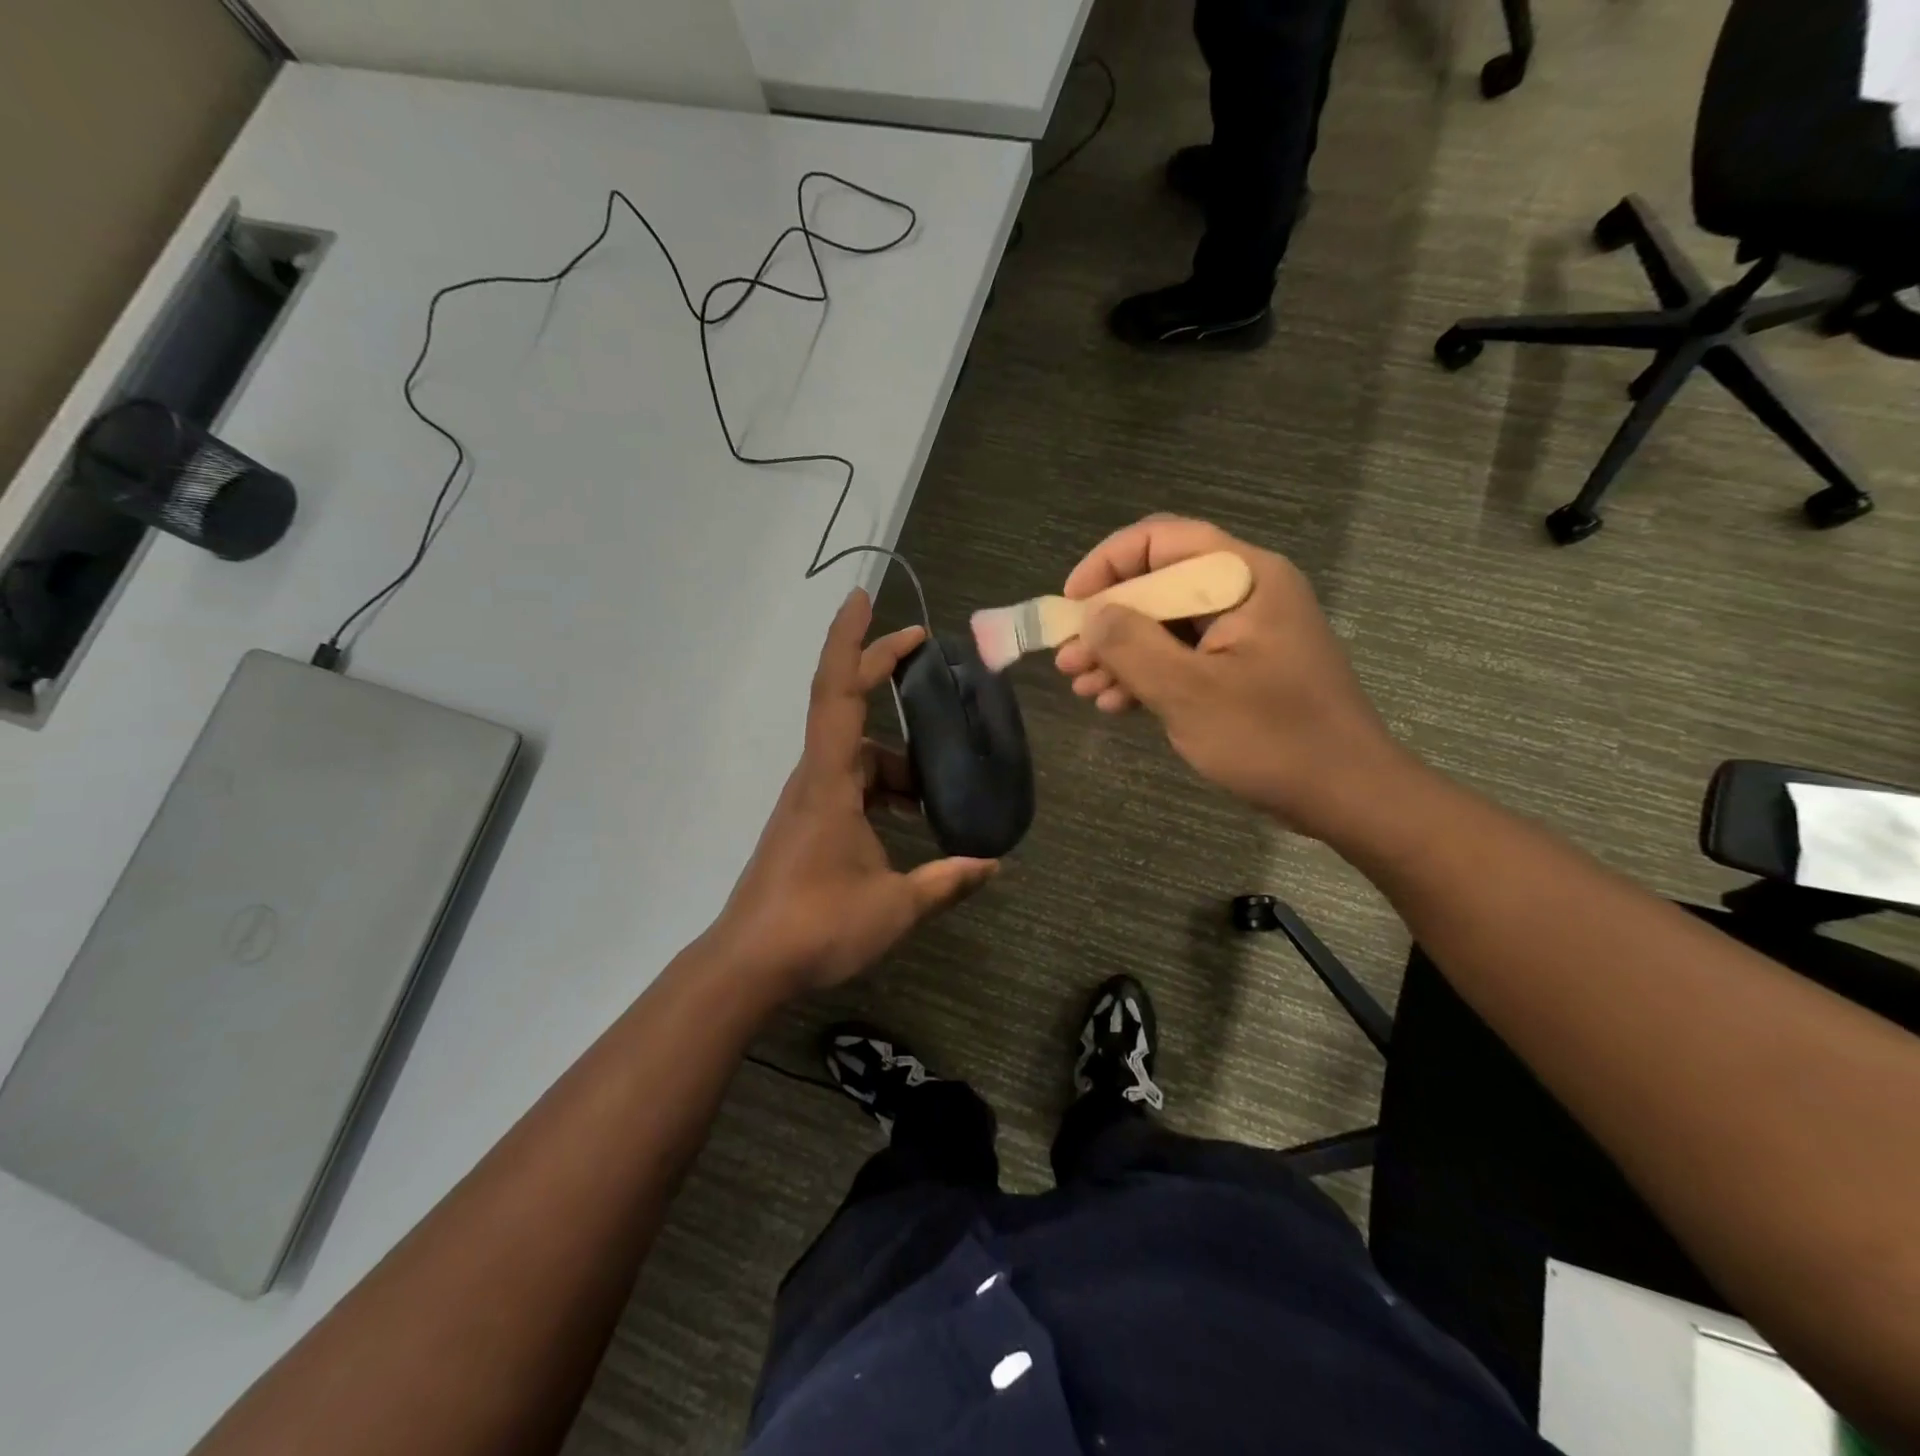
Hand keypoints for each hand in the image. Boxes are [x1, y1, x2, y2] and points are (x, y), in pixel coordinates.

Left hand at [715, 591, 998, 995]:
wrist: (749, 964)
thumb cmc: (817, 925)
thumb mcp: (895, 905)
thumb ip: (947, 881)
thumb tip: (994, 866)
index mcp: (830, 781)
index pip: (838, 692)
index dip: (853, 642)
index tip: (866, 601)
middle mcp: (815, 778)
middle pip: (847, 709)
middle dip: (880, 671)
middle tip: (922, 651)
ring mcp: (808, 801)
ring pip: (856, 756)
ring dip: (895, 760)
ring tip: (935, 790)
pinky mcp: (807, 823)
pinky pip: (850, 785)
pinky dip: (882, 787)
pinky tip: (910, 819)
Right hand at [1053, 516, 1410, 839]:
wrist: (1347, 795)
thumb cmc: (1272, 738)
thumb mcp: (1189, 692)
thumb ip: (1131, 646)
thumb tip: (1090, 614)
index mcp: (1244, 577)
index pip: (1162, 539)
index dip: (1107, 564)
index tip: (1071, 604)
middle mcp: (1246, 592)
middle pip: (1159, 584)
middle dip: (1107, 621)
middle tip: (1067, 660)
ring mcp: (1246, 631)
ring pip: (1166, 624)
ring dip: (1120, 653)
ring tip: (1082, 687)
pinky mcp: (1244, 667)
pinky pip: (1184, 655)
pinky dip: (1148, 674)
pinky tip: (1116, 703)